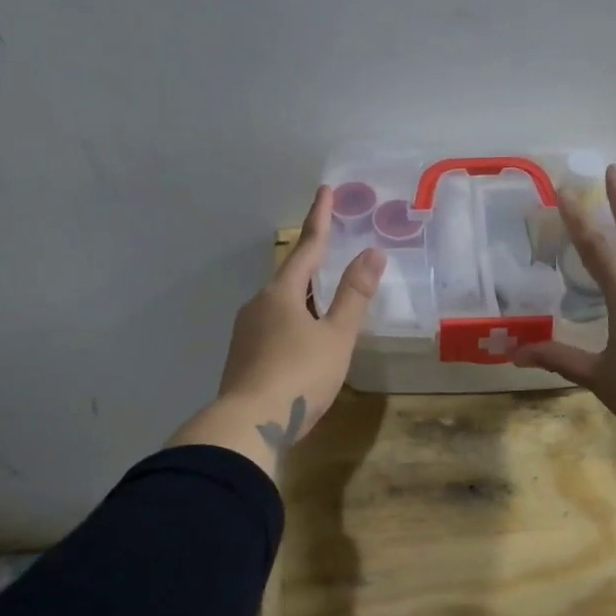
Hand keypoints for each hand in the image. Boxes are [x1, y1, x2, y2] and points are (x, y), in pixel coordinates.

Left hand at [169, 186, 385, 477]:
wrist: (248, 425)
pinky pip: (272, 325)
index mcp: (282, 293)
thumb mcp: (336, 336)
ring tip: (324, 299)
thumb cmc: (300, 375)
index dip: (320, 219)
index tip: (326, 190)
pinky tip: (303, 339)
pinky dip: (293, 321)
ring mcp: (246, 331)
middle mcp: (259, 304)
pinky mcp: (242, 356)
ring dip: (303, 295)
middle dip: (311, 261)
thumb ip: (354, 295)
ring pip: (280, 302)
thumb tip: (373, 252)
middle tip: (331, 249)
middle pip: (290, 275)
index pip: (307, 247)